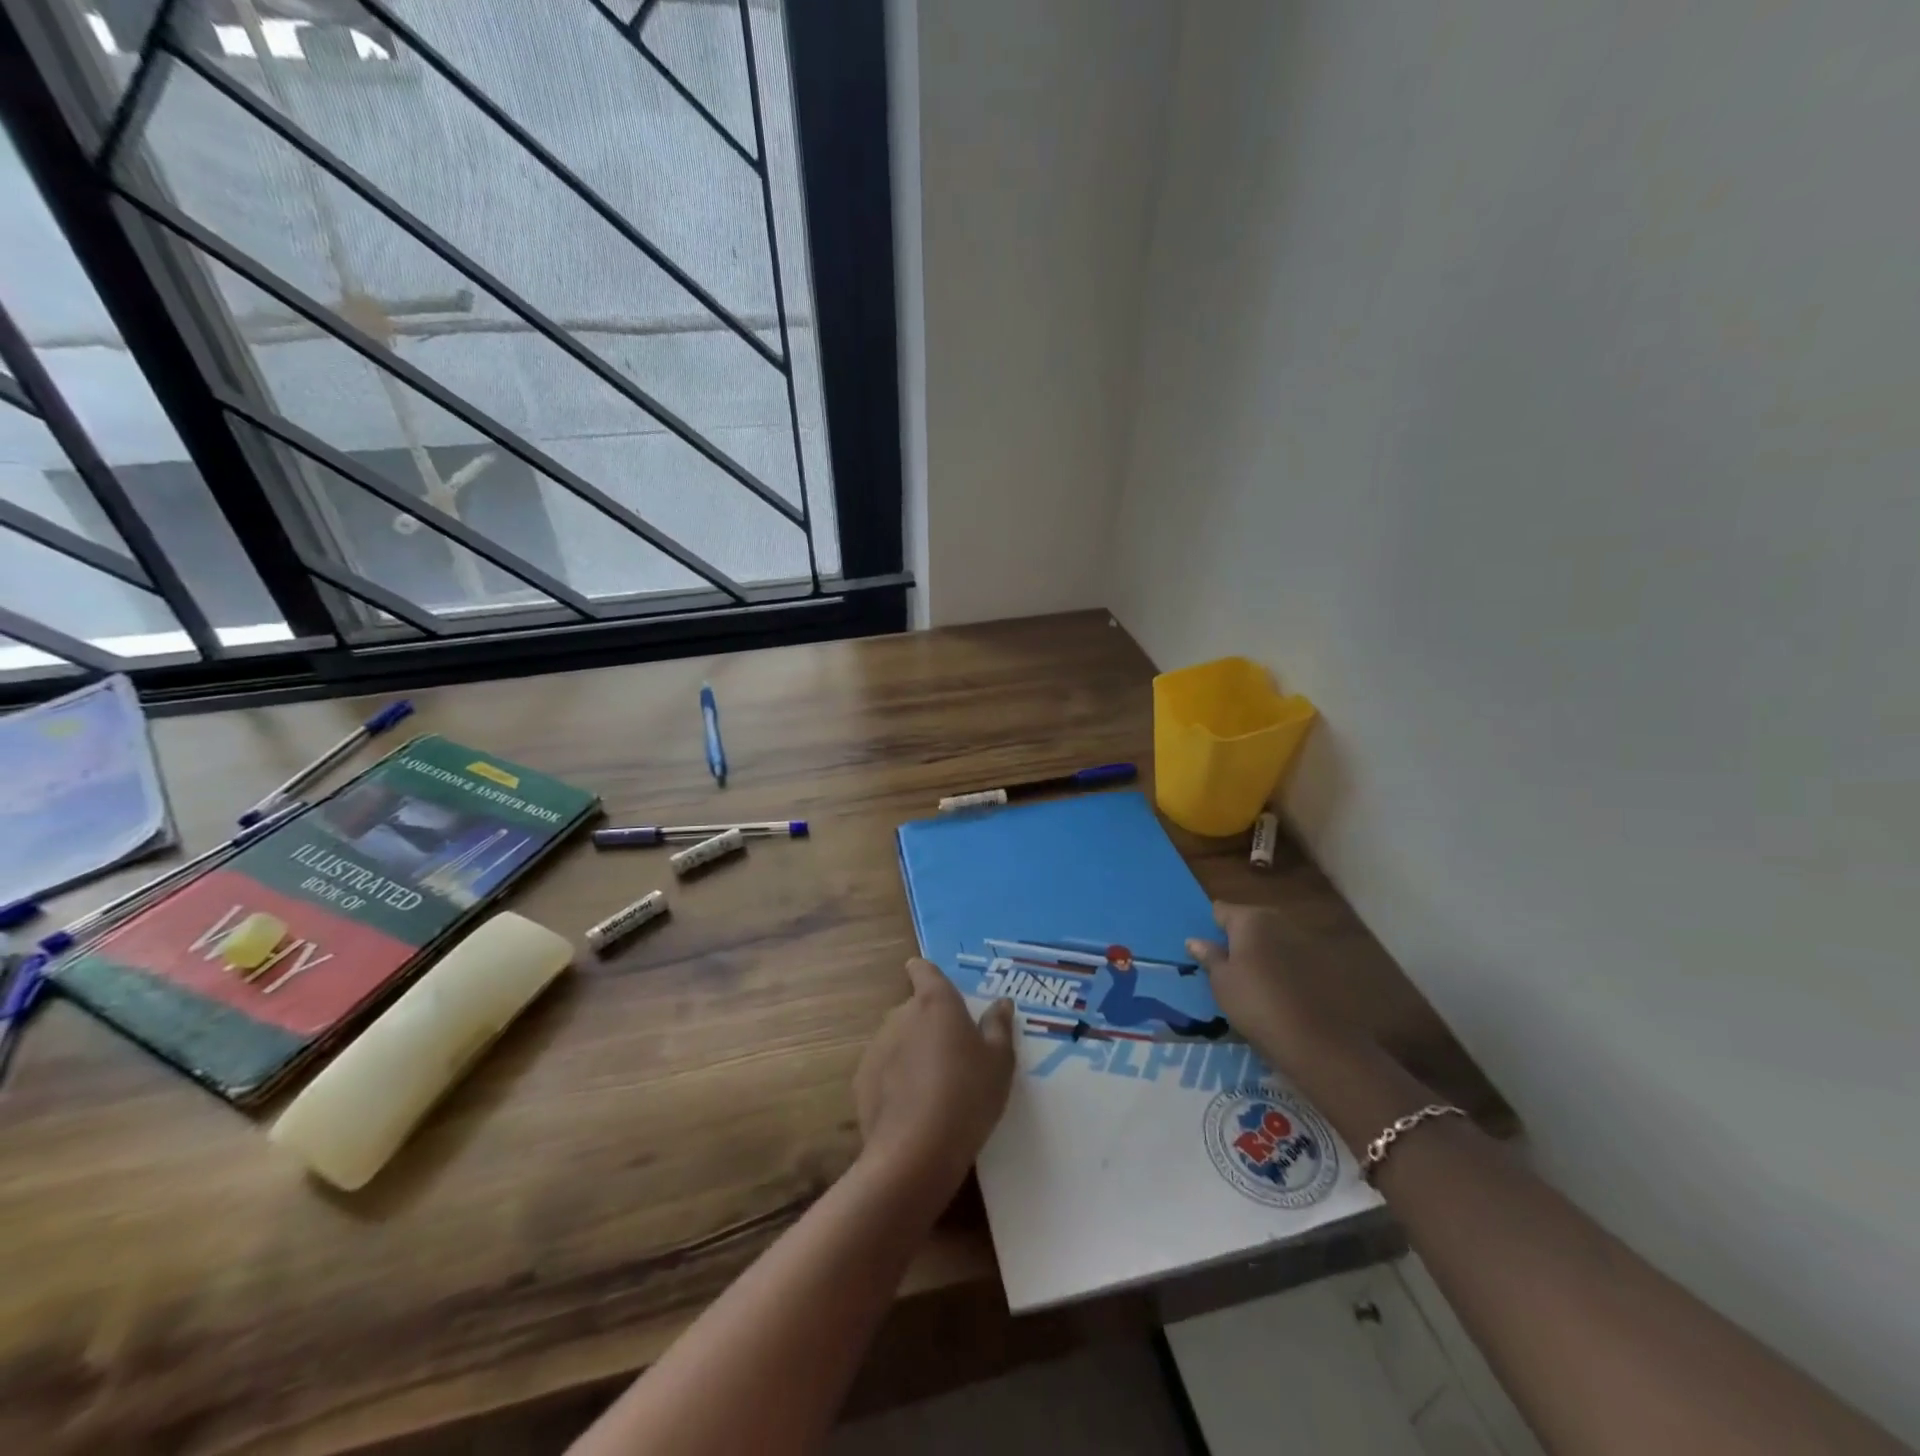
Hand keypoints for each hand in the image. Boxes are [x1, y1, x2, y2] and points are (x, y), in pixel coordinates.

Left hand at [854, 960, 1014, 1198]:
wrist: (916, 1151)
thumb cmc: (968, 1095)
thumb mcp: (999, 1063)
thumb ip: (999, 1027)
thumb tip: (1001, 1002)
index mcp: (936, 1002)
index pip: (925, 971)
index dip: (925, 972)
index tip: (929, 980)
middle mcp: (902, 1014)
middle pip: (914, 1009)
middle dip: (928, 1023)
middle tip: (952, 1053)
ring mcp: (878, 1046)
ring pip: (898, 1040)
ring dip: (911, 1052)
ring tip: (933, 1087)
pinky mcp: (862, 1079)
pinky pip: (883, 1070)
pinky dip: (895, 1080)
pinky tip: (912, 1109)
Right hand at [1186, 901, 1363, 1072]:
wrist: (1317, 1041)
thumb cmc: (1256, 1003)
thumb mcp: (1222, 982)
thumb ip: (1209, 957)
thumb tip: (1194, 941)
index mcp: (1251, 919)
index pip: (1221, 910)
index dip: (1211, 927)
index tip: (1205, 947)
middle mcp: (1279, 921)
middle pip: (1250, 922)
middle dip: (1239, 939)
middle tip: (1227, 966)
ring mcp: (1306, 941)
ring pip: (1274, 940)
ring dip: (1263, 953)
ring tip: (1254, 981)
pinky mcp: (1326, 964)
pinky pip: (1294, 958)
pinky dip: (1284, 968)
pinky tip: (1280, 992)